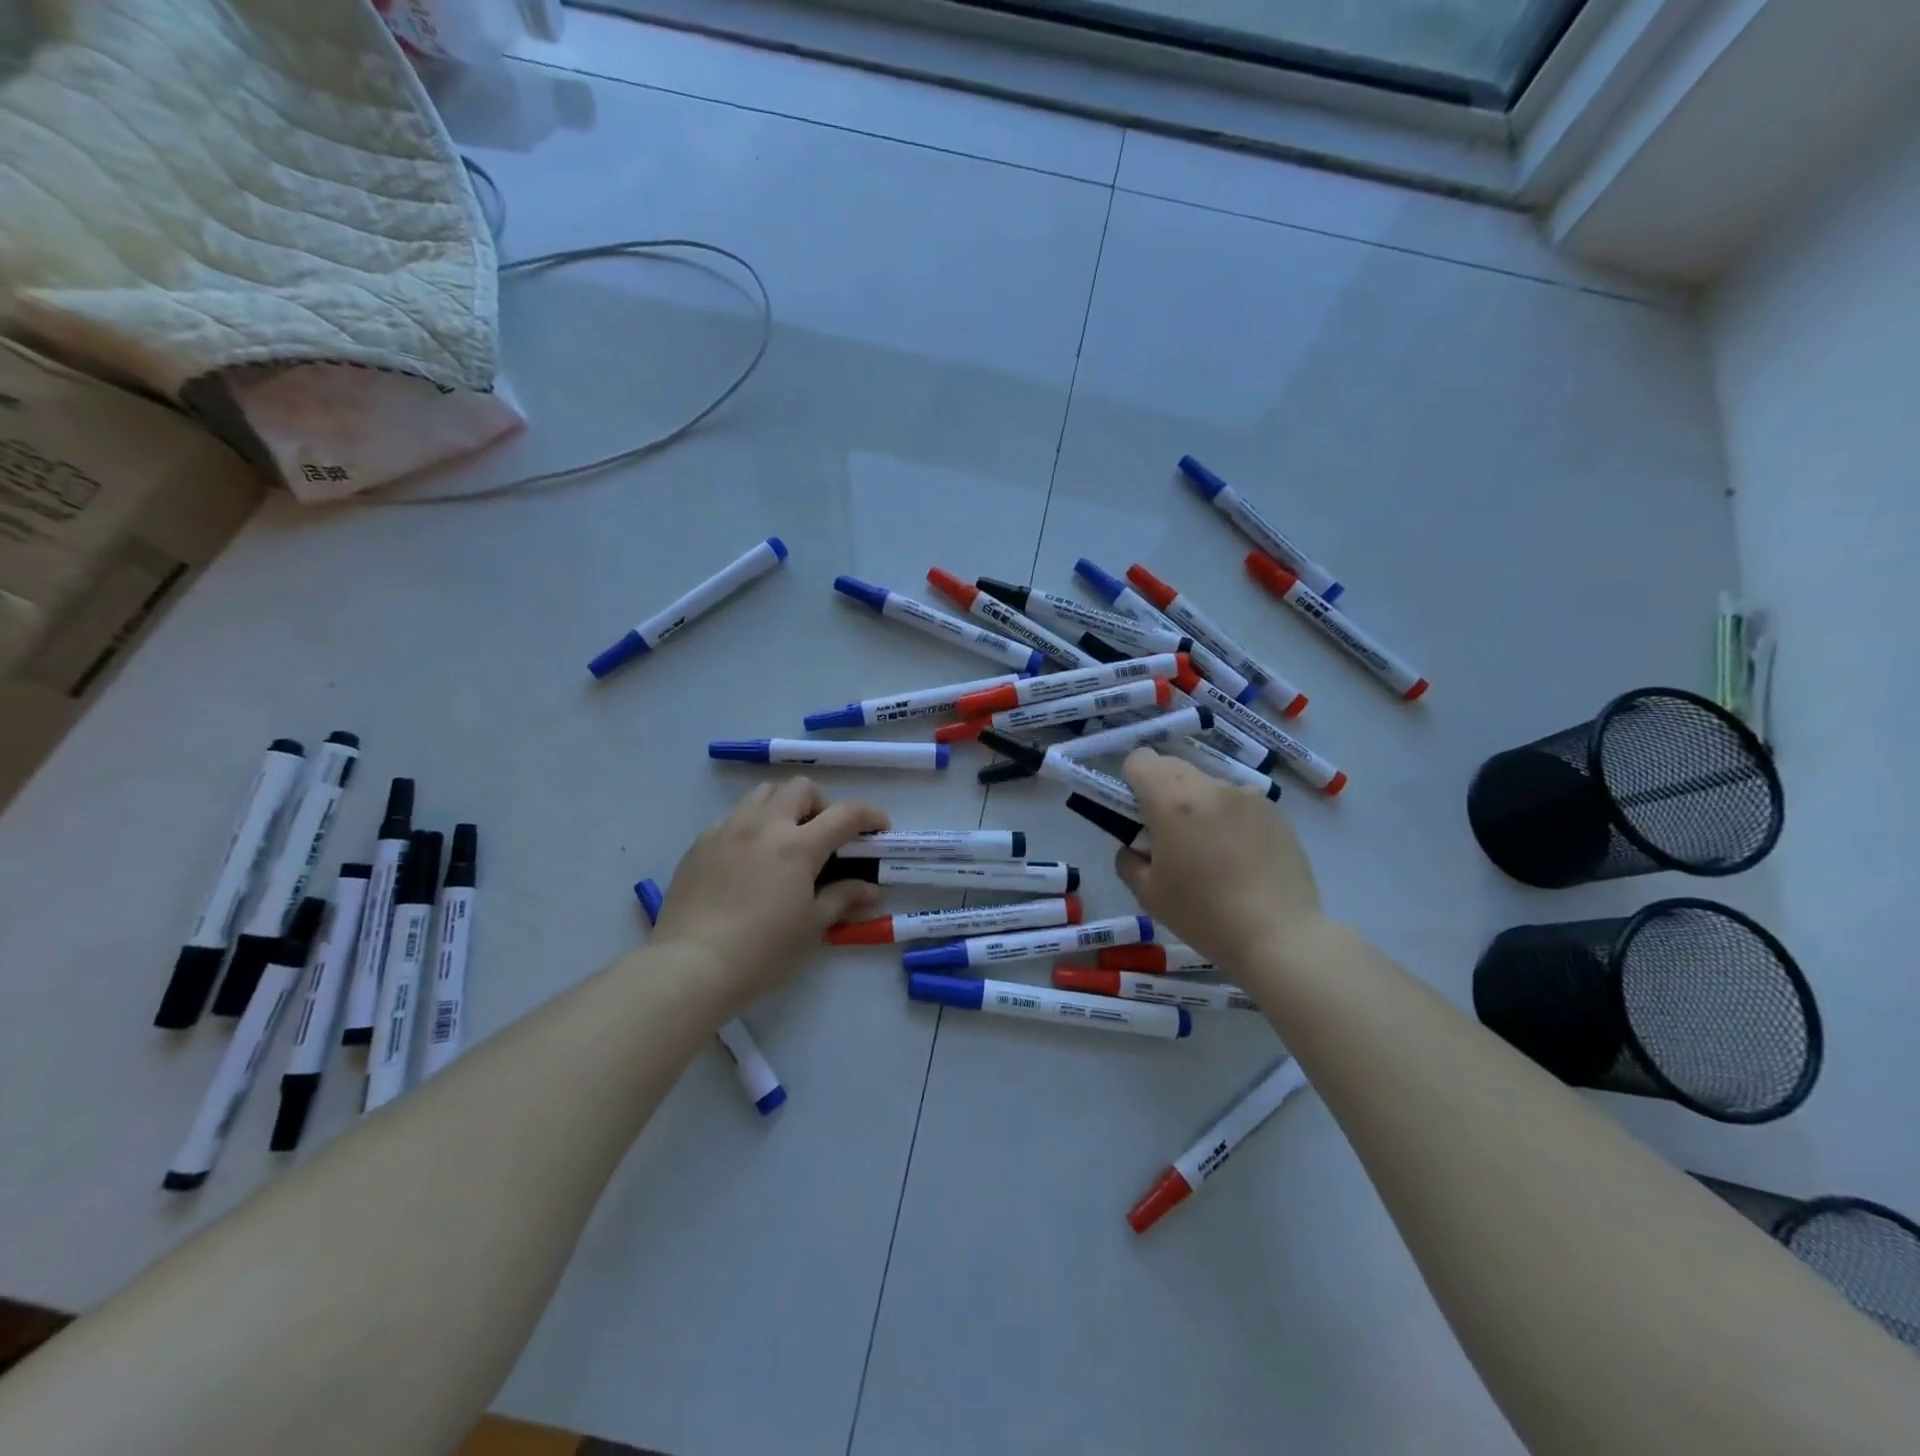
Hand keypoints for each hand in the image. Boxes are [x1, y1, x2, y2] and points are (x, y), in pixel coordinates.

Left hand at [652, 779, 888, 1008]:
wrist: (690, 966)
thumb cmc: (761, 951)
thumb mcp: (811, 927)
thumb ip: (842, 898)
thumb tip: (870, 888)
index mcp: (798, 846)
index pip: (846, 813)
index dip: (870, 815)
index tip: (879, 828)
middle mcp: (764, 825)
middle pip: (800, 787)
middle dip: (820, 804)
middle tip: (823, 836)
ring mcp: (727, 830)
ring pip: (762, 794)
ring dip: (783, 807)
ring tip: (784, 840)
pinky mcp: (700, 843)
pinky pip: (732, 818)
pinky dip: (750, 826)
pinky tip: (748, 860)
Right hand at [1116, 747, 1323, 971]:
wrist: (1280, 937)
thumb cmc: (1205, 916)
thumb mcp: (1148, 894)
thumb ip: (1129, 860)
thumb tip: (1137, 847)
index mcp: (1173, 802)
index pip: (1140, 760)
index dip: (1131, 781)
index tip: (1135, 812)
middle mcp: (1210, 787)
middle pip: (1173, 766)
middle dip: (1161, 790)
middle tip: (1167, 833)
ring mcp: (1247, 796)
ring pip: (1206, 784)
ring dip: (1196, 803)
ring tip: (1209, 848)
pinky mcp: (1274, 811)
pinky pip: (1237, 801)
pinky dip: (1227, 817)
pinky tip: (1238, 856)